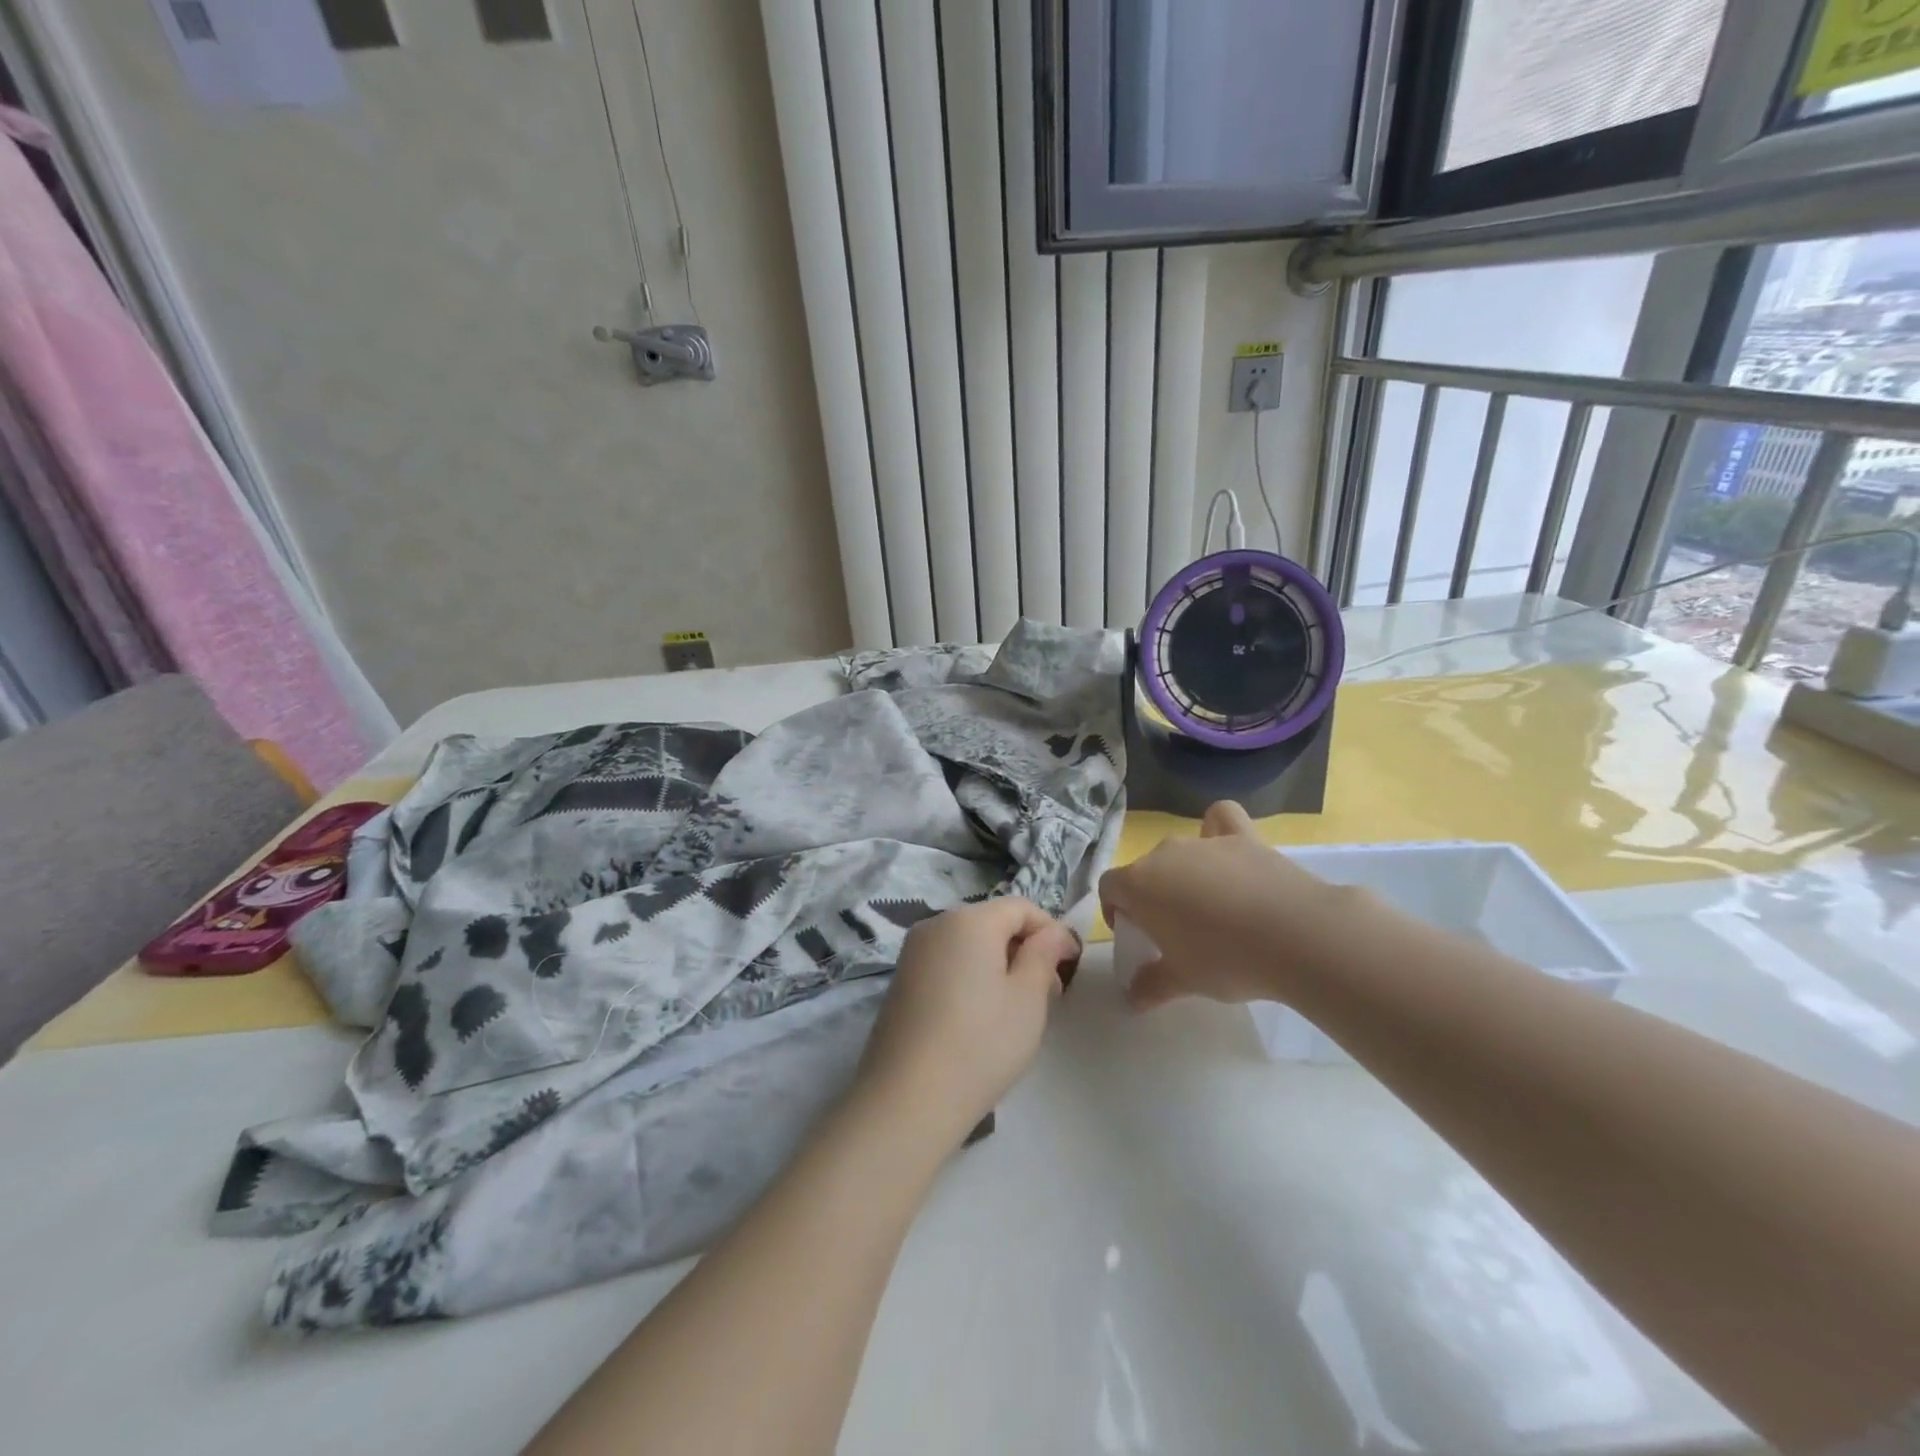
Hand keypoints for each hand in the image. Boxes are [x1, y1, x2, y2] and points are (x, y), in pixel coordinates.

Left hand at [856, 899, 1078, 1147]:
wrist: (907, 1099)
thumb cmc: (980, 1044)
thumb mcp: (1028, 999)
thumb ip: (1044, 955)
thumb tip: (1055, 932)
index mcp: (969, 919)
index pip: (1021, 907)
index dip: (1050, 931)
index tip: (1068, 968)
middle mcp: (936, 924)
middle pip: (992, 922)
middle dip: (1024, 949)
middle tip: (1047, 996)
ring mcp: (912, 952)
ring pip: (969, 944)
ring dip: (997, 965)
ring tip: (1014, 1011)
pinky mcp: (901, 980)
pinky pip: (946, 963)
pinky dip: (970, 977)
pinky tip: (978, 1019)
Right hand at [1099, 800, 1354, 1011]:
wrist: (1296, 935)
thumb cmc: (1225, 959)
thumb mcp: (1183, 981)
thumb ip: (1152, 985)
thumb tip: (1134, 996)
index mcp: (1139, 884)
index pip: (1109, 887)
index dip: (1116, 910)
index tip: (1137, 936)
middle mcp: (1164, 854)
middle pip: (1145, 870)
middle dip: (1152, 896)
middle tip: (1175, 932)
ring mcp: (1204, 841)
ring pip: (1179, 850)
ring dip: (1183, 872)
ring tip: (1208, 903)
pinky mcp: (1244, 837)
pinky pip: (1220, 820)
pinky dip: (1216, 829)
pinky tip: (1226, 851)